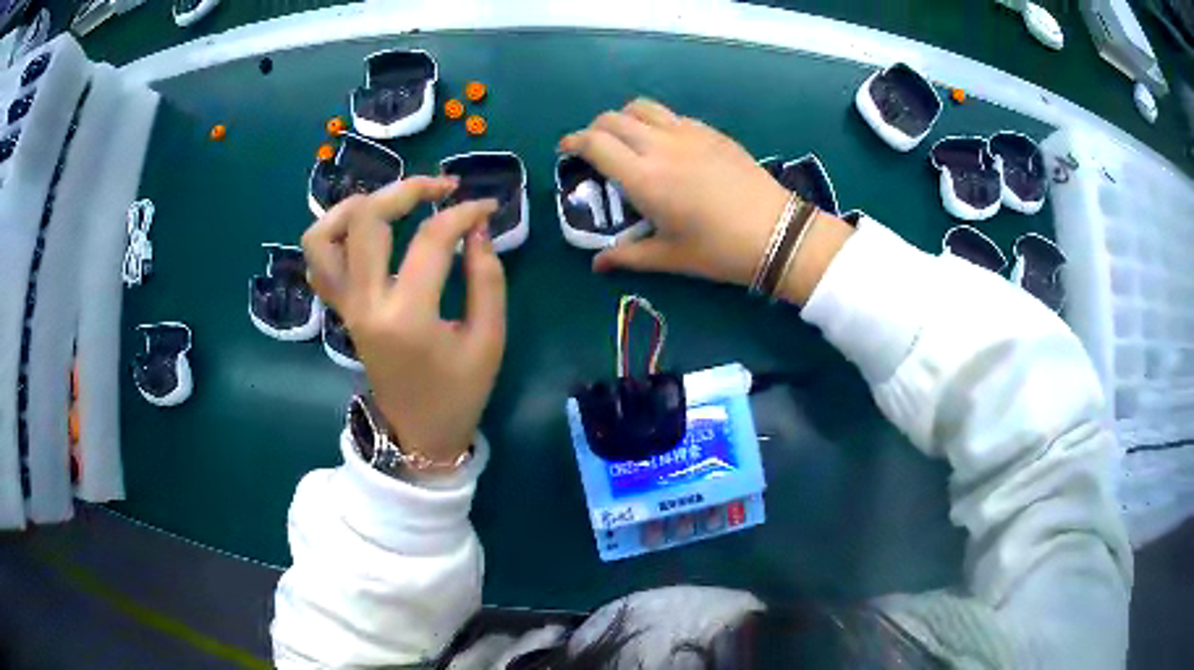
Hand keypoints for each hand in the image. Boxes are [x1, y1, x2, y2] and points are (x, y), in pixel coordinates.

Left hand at [302, 176, 505, 467]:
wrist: (420, 433)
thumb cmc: (460, 392)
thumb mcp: (489, 338)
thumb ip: (487, 277)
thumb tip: (477, 226)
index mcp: (408, 317)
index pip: (432, 239)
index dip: (463, 212)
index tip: (486, 207)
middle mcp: (366, 305)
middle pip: (369, 220)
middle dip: (407, 189)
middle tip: (440, 187)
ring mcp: (346, 307)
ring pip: (323, 237)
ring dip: (354, 206)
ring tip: (390, 202)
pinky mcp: (340, 311)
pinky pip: (318, 263)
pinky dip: (333, 235)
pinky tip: (365, 232)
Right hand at [560, 99, 851, 302]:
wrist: (777, 232)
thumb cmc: (719, 250)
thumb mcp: (670, 257)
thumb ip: (628, 256)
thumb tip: (597, 264)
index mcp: (644, 178)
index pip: (595, 143)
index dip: (573, 141)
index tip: (566, 148)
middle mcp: (660, 146)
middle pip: (613, 119)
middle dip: (594, 128)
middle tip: (594, 147)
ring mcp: (688, 133)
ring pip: (643, 107)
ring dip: (624, 117)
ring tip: (627, 138)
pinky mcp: (711, 131)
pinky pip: (672, 115)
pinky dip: (656, 121)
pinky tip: (665, 142)